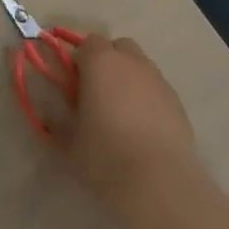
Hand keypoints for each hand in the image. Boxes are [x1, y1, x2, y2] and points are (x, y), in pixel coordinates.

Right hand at [54, 35, 198, 224]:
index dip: (78, 60)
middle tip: (97, 93)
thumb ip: (56, 117)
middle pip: (118, 47)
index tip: (73, 85)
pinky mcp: (178, 105)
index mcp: (100, 61)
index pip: (86, 43)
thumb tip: (49, 110)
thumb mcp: (68, 140)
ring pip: (140, 67)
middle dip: (107, 62)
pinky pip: (156, 90)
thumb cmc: (105, 155)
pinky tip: (143, 129)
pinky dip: (147, 99)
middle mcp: (131, 62)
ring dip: (128, 79)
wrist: (160, 185)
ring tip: (122, 114)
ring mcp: (158, 81)